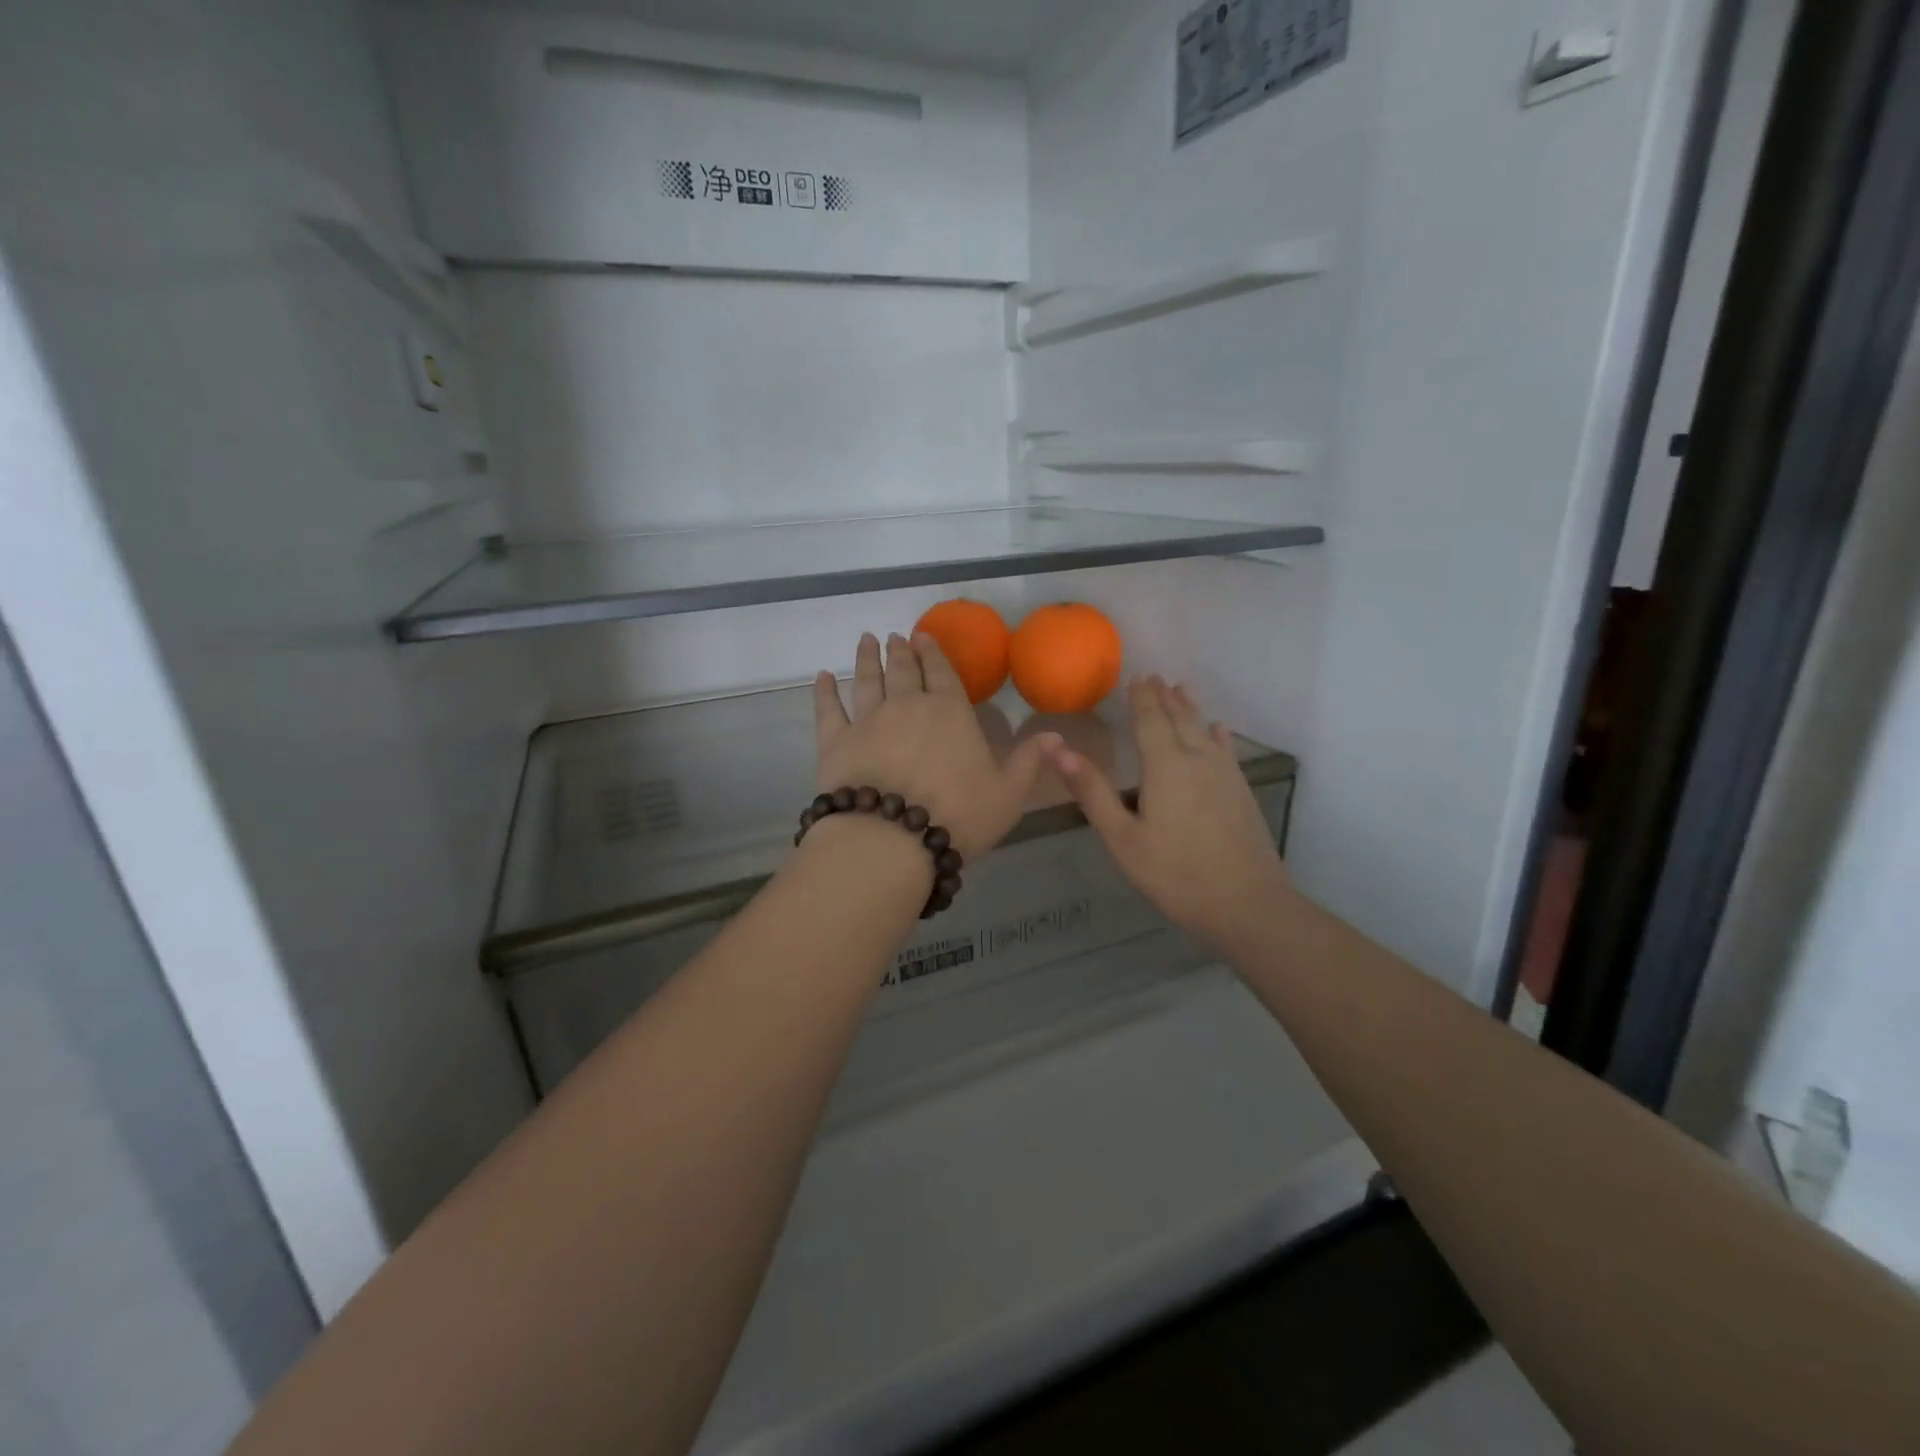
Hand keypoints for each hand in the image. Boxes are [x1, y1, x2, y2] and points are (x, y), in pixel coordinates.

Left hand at [814, 633, 1057, 860]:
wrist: (890, 839)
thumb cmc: (957, 816)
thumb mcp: (1008, 794)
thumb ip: (1029, 762)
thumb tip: (1057, 735)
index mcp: (950, 713)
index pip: (943, 673)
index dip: (934, 653)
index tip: (924, 636)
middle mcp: (907, 706)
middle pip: (903, 670)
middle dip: (901, 650)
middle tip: (896, 636)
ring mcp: (867, 720)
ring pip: (867, 680)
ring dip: (867, 659)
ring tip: (866, 641)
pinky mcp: (835, 741)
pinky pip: (827, 708)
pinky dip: (823, 690)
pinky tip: (821, 676)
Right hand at [1042, 677, 1293, 950]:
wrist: (1247, 904)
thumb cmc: (1175, 874)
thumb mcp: (1122, 838)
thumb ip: (1092, 792)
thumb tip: (1058, 750)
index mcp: (1165, 765)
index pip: (1150, 719)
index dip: (1141, 697)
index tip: (1136, 676)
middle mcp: (1197, 759)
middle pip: (1180, 719)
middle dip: (1165, 697)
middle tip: (1155, 677)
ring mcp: (1225, 775)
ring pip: (1204, 730)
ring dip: (1190, 709)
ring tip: (1182, 690)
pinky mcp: (1241, 792)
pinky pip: (1225, 750)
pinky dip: (1217, 735)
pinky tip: (1218, 732)